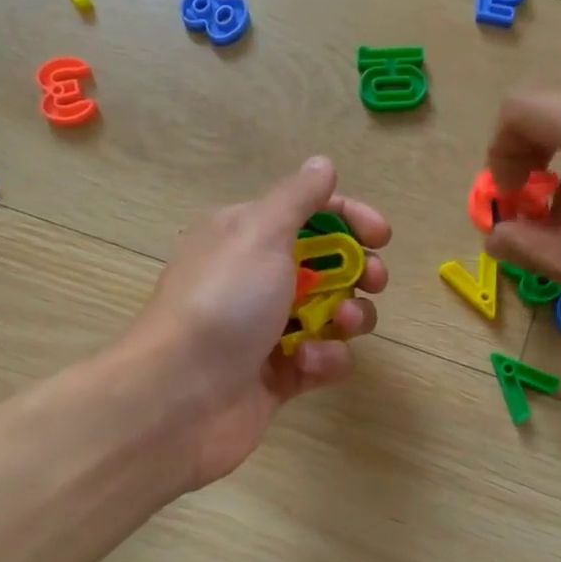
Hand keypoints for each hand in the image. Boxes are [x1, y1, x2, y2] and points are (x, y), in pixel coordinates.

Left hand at [127, 157, 390, 487]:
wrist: (179, 397)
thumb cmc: (223, 302)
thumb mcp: (260, 233)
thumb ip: (298, 198)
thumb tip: (322, 164)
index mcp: (245, 237)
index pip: (309, 215)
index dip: (349, 220)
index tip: (381, 237)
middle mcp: (255, 279)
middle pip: (327, 265)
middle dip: (358, 271)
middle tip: (374, 281)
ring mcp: (266, 330)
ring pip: (331, 315)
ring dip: (348, 316)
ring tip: (341, 324)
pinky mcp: (277, 376)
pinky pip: (320, 360)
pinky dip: (324, 360)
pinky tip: (309, 364)